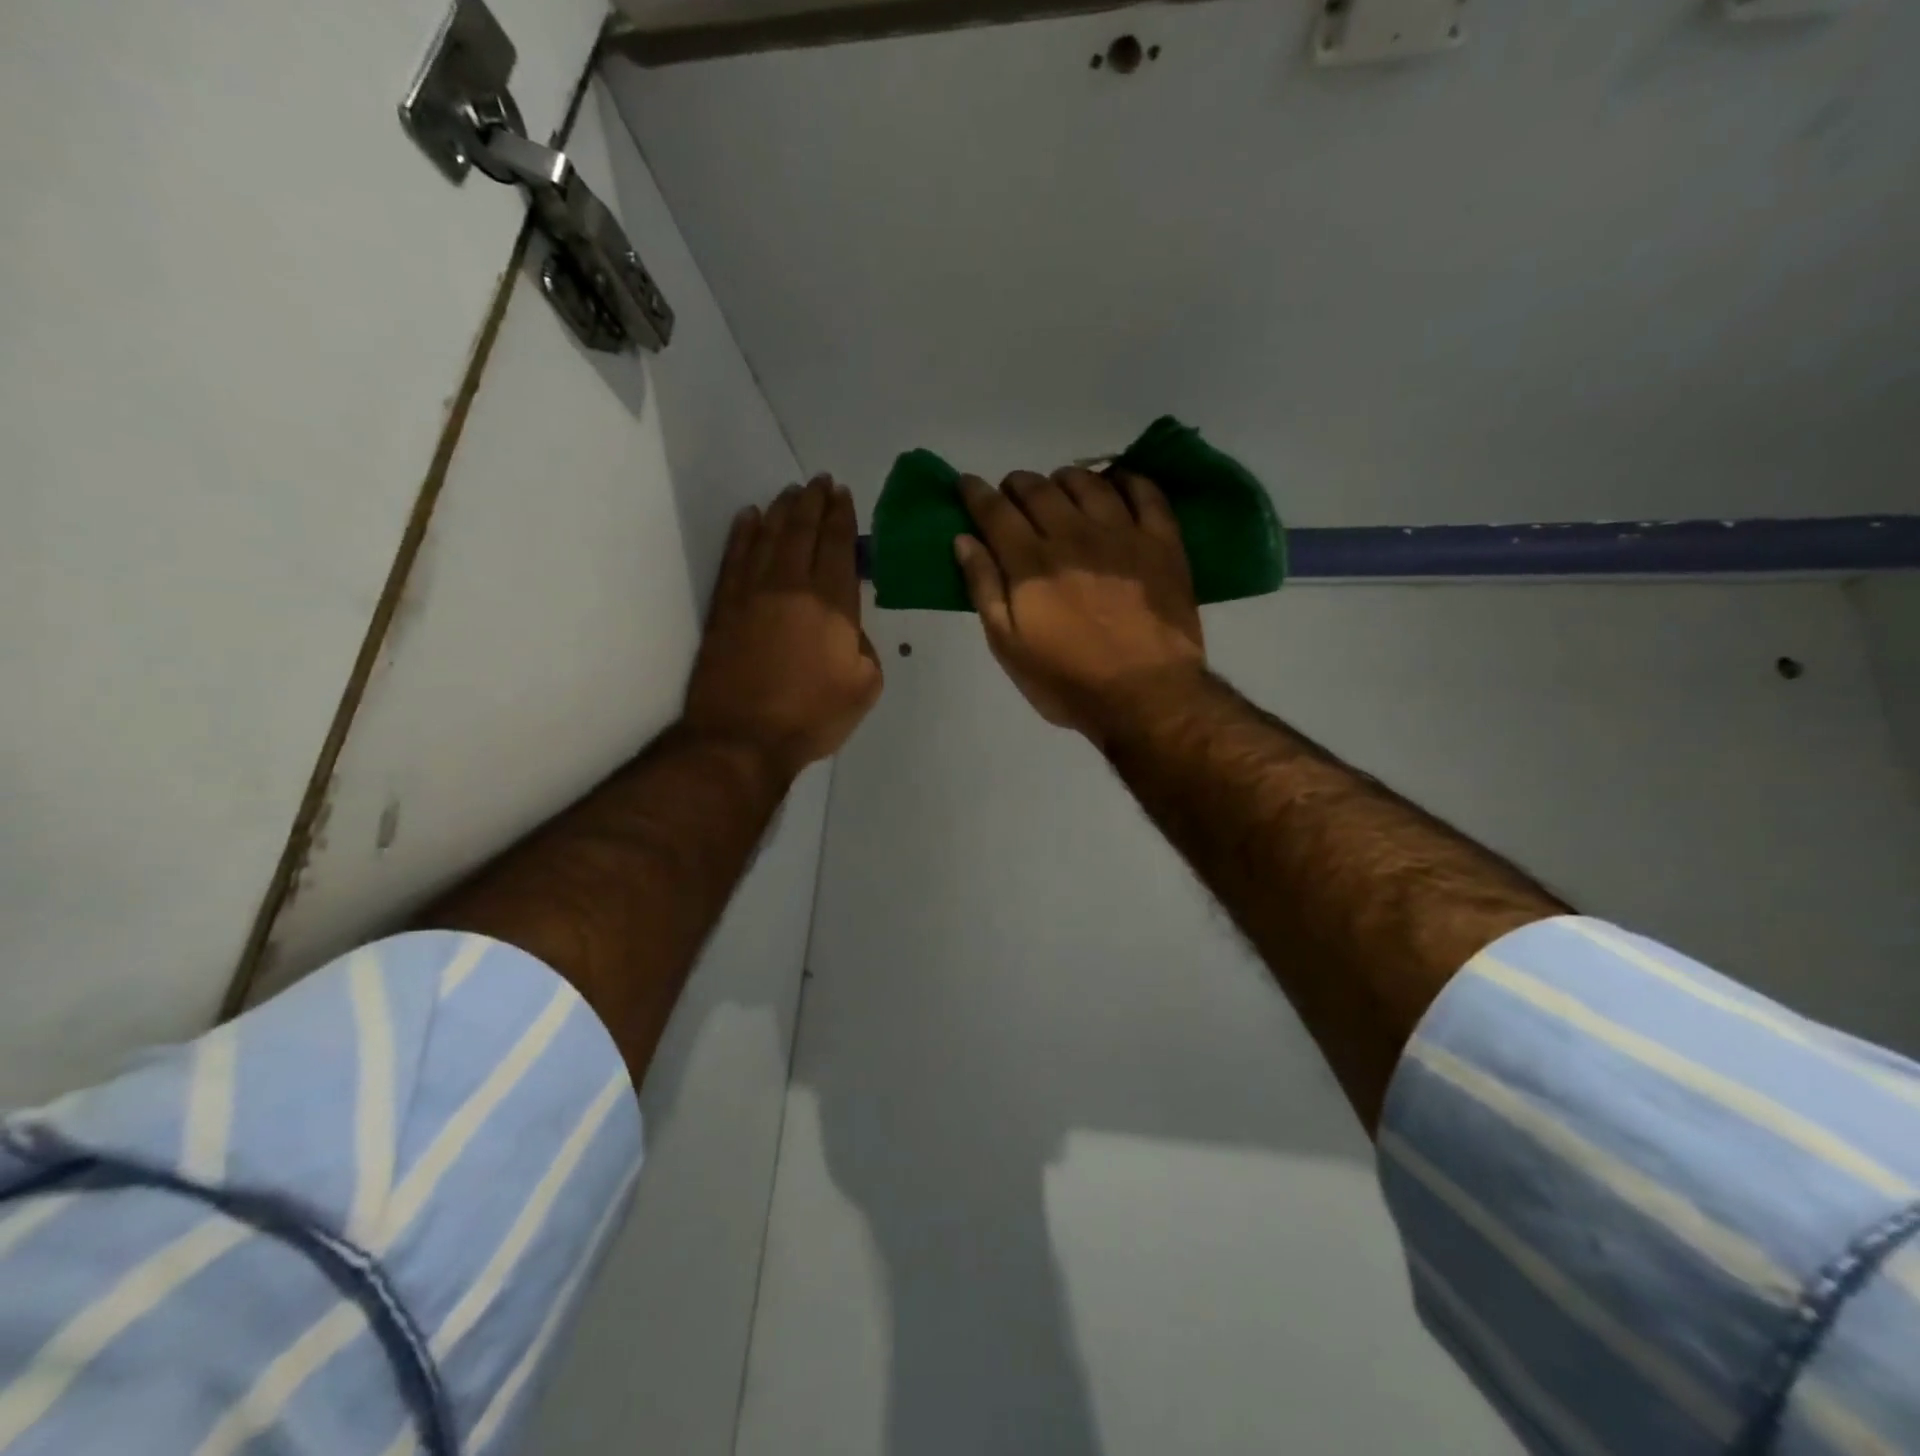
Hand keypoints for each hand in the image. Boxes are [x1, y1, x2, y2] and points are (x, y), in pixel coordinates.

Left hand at [684, 475, 882, 778]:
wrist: (742, 739)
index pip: (838, 547)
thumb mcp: (865, 687)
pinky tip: (749, 517)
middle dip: (814, 502)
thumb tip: (850, 628)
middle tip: (820, 482)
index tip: (844, 494)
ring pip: (768, 537)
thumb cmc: (812, 717)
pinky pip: (734, 558)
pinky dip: (743, 533)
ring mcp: (752, 594)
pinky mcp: (724, 608)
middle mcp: (791, 587)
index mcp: (831, 605)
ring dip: (782, 510)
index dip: (842, 517)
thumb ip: (866, 647)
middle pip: (803, 532)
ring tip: (791, 492)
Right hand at [954, 468, 1204, 739]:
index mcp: (1030, 563)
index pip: (995, 511)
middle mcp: (1073, 536)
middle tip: (1012, 494)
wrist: (1147, 697)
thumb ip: (985, 589)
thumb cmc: (1068, 681)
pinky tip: (1116, 484)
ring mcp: (1121, 534)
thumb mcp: (1009, 647)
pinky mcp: (1162, 542)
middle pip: (1038, 489)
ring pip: (1087, 482)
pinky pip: (1145, 492)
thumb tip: (965, 540)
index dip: (976, 493)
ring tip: (1060, 489)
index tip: (966, 483)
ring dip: (1065, 479)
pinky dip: (1125, 480)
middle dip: (1017, 484)